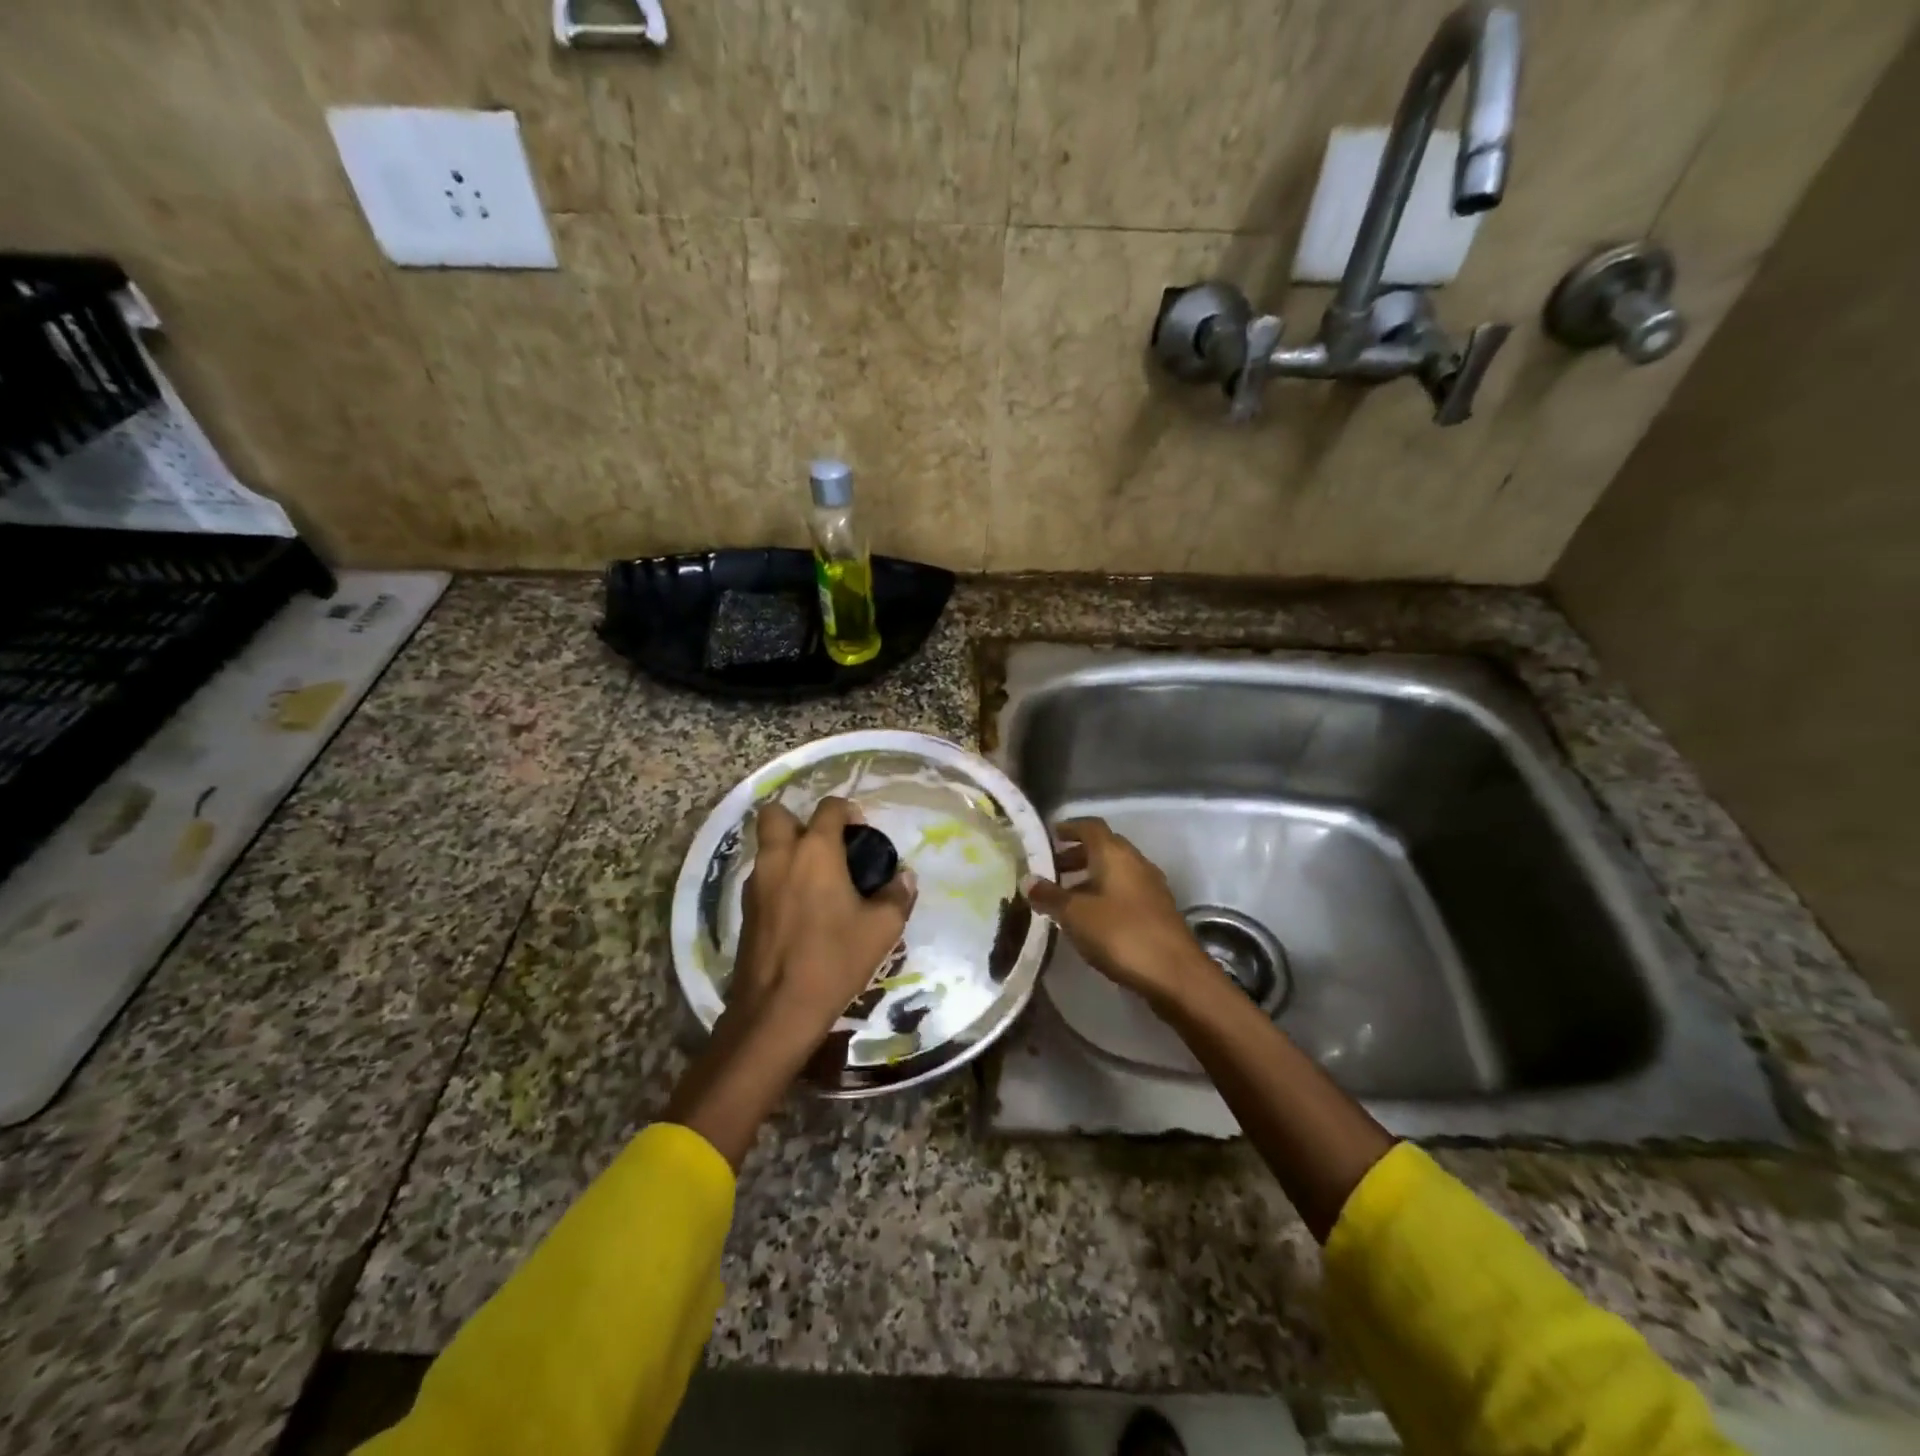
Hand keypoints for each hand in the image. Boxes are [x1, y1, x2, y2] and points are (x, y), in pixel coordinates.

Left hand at [729, 796, 916, 1047]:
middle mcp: (780, 856)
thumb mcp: (882, 929)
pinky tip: (800, 909)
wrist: (777, 1009)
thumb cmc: (834, 959)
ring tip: (817, 881)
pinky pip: (762, 876)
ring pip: (767, 846)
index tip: (862, 835)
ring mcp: (756, 882)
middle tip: (826, 848)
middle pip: (777, 814)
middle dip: (800, 821)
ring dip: (788, 851)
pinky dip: (779, 879)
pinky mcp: (745, 908)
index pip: (829, 807)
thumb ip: (897, 895)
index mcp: (815, 851)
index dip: (848, 812)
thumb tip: (904, 876)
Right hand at [1023, 817, 1210, 1012]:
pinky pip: (1124, 891)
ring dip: (1090, 877)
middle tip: (1051, 869)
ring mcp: (1150, 886)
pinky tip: (1090, 918)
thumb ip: (1049, 895)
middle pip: (1103, 847)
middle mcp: (1135, 861)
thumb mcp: (1075, 915)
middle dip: (1076, 855)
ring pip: (1115, 871)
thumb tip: (1027, 879)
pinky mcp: (1157, 910)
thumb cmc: (1120, 933)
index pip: (1090, 826)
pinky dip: (1104, 894)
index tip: (1049, 836)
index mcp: (1115, 853)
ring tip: (1065, 897)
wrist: (1175, 973)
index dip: (1069, 828)